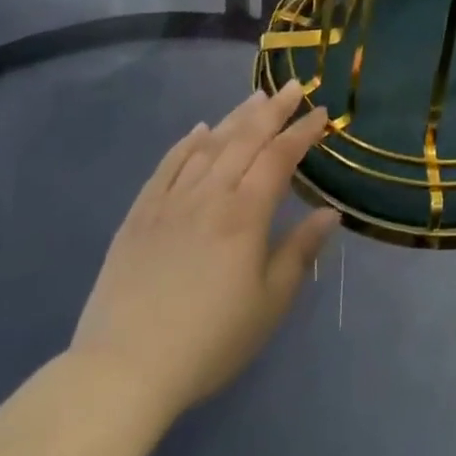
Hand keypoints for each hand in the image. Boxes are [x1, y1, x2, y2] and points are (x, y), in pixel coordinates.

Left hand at [67, 83, 338, 426]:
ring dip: (235, 117)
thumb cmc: (209, 342)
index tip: (321, 112)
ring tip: (255, 97)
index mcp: (245, 213)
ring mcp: (171, 200)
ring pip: (209, 145)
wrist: (123, 369)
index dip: (302, 131)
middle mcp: (210, 194)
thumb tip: (331, 212)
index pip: (280, 157)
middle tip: (293, 86)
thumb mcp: (269, 304)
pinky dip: (186, 143)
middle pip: (246, 138)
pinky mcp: (140, 214)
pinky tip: (198, 131)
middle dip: (274, 110)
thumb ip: (300, 252)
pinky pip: (168, 165)